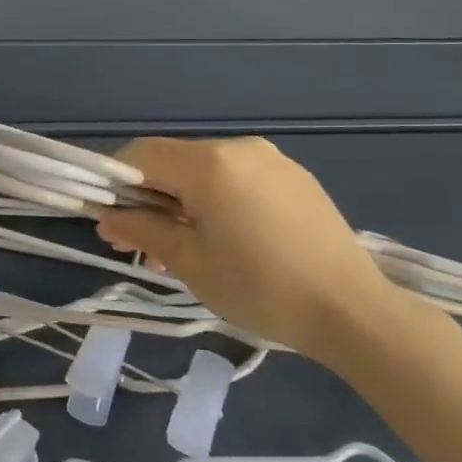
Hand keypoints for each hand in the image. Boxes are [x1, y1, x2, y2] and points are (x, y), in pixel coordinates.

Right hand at [96, 137, 398, 361]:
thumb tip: (107, 216)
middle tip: (143, 243)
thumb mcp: (190, 262)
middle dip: (150, 197)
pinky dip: (218, 201)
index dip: (116, 182)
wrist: (355, 312)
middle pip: (173, 162)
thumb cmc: (261, 287)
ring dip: (183, 201)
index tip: (111, 219)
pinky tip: (226, 240)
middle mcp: (238, 148)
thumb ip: (142, 230)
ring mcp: (271, 160)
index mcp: (209, 163)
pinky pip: (238, 179)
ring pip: (205, 171)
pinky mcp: (294, 178)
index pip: (141, 155)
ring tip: (184, 249)